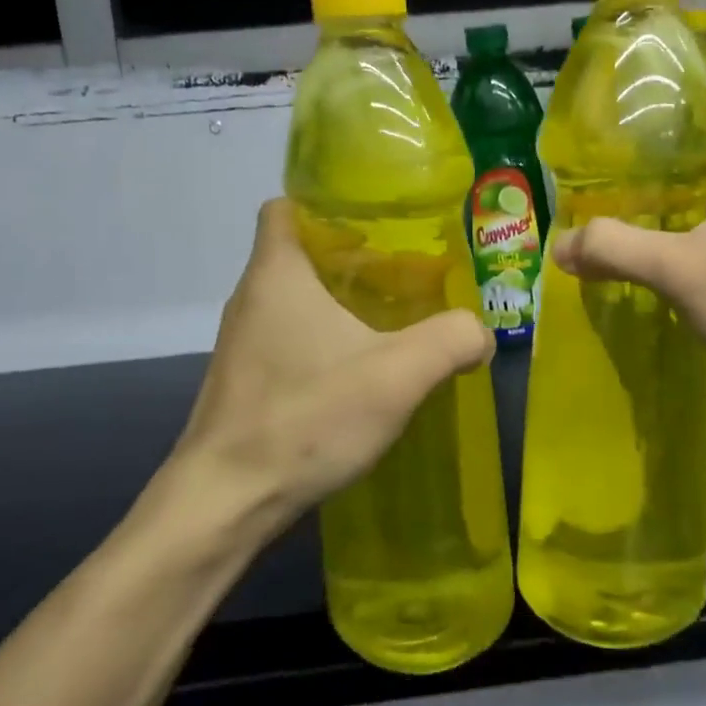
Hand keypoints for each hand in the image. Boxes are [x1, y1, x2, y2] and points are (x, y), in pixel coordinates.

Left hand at [172, 199, 493, 524]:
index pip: (286, 205)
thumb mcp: (396, 375)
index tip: (377, 220)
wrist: (224, 504)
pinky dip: (323, 337)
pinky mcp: (245, 379)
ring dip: (338, 298)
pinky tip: (360, 367)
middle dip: (350, 252)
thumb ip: (451, 340)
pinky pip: (289, 335)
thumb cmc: (304, 418)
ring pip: (295, 296)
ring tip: (391, 314)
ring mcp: (243, 341)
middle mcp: (252, 297)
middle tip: (405, 268)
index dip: (328, 202)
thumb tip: (481, 332)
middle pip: (299, 250)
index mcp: (276, 272)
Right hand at [550, 80, 705, 407]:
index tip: (636, 93)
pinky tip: (671, 246)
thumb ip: (618, 250)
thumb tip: (560, 244)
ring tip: (631, 193)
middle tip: (616, 150)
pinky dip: (703, 222)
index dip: (686, 84)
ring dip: (685, 186)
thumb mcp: (686, 273)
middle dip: (671, 140)